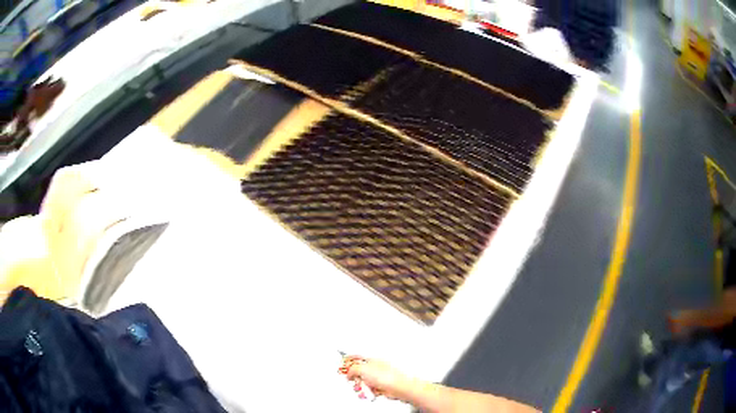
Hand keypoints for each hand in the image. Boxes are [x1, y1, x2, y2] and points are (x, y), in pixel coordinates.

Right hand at [342, 357, 416, 400]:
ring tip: (361, 388)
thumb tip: (348, 373)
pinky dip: (366, 392)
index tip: (341, 363)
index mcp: (371, 359)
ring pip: (363, 382)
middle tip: (352, 380)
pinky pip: (369, 389)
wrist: (398, 387)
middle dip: (354, 377)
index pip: (357, 357)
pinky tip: (367, 393)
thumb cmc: (386, 376)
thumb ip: (352, 369)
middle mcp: (374, 368)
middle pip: (358, 371)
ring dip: (360, 386)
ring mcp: (377, 378)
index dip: (348, 360)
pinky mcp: (380, 387)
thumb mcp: (363, 369)